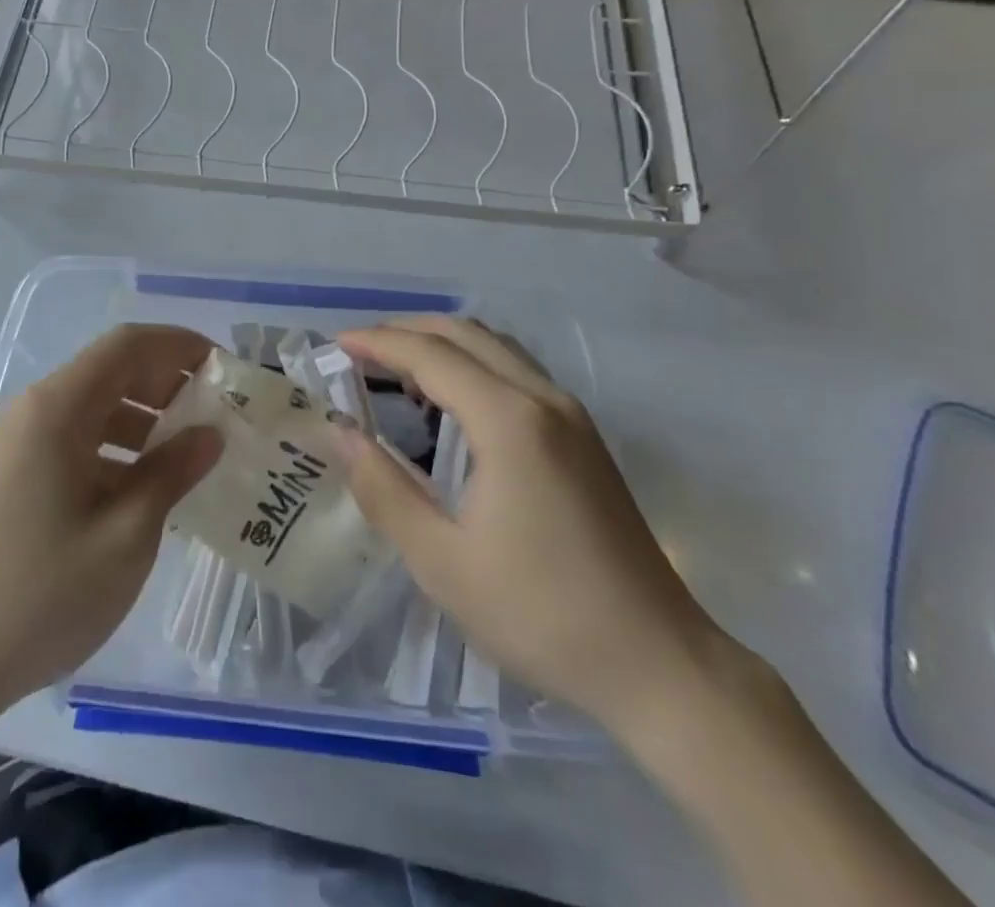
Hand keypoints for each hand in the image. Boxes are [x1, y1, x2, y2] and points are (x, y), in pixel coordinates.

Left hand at [0, 325, 221, 726]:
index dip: (179, 345)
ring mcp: (19, 440)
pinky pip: (76, 435)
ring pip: (94, 403)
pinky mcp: (15, 469)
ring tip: (189, 449)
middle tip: (215, 412)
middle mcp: (33, 409)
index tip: (223, 369)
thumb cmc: (45, 596)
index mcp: (57, 409)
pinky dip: (117, 444)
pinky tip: (147, 482)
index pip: (126, 346)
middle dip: (166, 381)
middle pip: (110, 369)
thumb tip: (210, 433)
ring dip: (144, 415)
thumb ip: (172, 472)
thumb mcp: (127, 535)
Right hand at [335, 316, 723, 732]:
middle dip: (406, 332)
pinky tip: (450, 404)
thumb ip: (383, 489)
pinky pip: (516, 372)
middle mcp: (543, 399)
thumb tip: (339, 434)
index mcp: (509, 420)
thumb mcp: (442, 562)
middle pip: (465, 333)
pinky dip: (473, 366)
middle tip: (359, 352)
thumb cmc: (541, 614)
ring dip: (441, 345)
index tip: (335, 346)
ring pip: (496, 347)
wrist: (659, 664)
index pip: (430, 355)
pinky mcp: (584, 437)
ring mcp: (571, 415)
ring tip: (395, 372)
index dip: (377, 343)